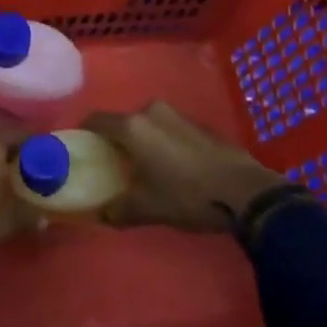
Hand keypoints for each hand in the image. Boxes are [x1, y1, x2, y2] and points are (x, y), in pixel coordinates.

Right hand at [89, 102, 286, 232]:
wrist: (245, 191)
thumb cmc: (187, 195)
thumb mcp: (148, 208)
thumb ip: (119, 210)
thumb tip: (103, 215)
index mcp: (132, 127)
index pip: (96, 119)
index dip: (84, 131)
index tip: (81, 147)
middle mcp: (151, 111)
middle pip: (123, 121)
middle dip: (116, 139)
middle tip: (113, 162)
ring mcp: (178, 115)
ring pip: (148, 124)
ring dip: (142, 140)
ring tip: (144, 166)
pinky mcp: (199, 124)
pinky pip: (169, 128)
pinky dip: (163, 142)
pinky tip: (172, 166)